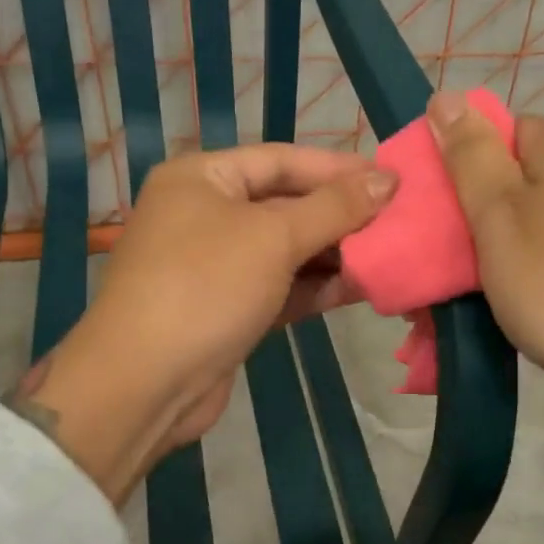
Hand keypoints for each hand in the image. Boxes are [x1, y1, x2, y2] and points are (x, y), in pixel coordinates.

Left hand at [6, 144, 396, 500]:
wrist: (145, 383)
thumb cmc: (205, 287)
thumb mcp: (273, 237)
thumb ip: (334, 207)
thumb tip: (387, 179)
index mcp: (202, 178)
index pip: (282, 160)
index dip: (338, 169)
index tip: (392, 180)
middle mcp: (205, 214)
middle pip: (286, 204)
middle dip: (341, 215)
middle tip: (398, 220)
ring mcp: (216, 265)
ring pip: (286, 250)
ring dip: (334, 254)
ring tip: (390, 255)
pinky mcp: (228, 309)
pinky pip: (281, 286)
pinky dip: (316, 287)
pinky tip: (361, 288)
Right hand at [426, 90, 543, 421]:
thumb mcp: (500, 215)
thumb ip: (471, 157)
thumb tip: (447, 96)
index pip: (506, 127)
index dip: (464, 154)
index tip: (434, 196)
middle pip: (515, 179)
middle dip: (469, 213)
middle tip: (436, 253)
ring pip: (528, 226)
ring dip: (488, 252)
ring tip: (456, 290)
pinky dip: (518, 278)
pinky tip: (500, 307)